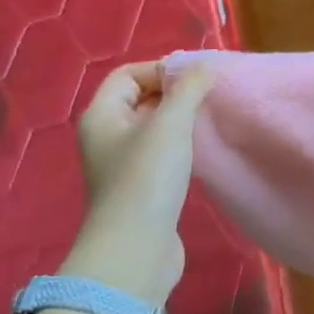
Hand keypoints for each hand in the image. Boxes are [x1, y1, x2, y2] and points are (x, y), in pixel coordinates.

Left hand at [63, 60, 215, 306]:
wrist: (136, 249)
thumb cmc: (147, 179)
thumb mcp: (170, 125)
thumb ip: (189, 90)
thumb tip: (206, 65)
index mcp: (102, 115)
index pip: (128, 74)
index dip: (162, 70)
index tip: (198, 80)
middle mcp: (107, 136)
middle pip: (142, 99)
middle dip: (176, 94)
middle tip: (211, 97)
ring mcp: (123, 164)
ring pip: (154, 128)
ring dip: (182, 121)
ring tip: (211, 121)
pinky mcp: (142, 187)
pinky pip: (163, 154)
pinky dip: (183, 147)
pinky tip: (203, 152)